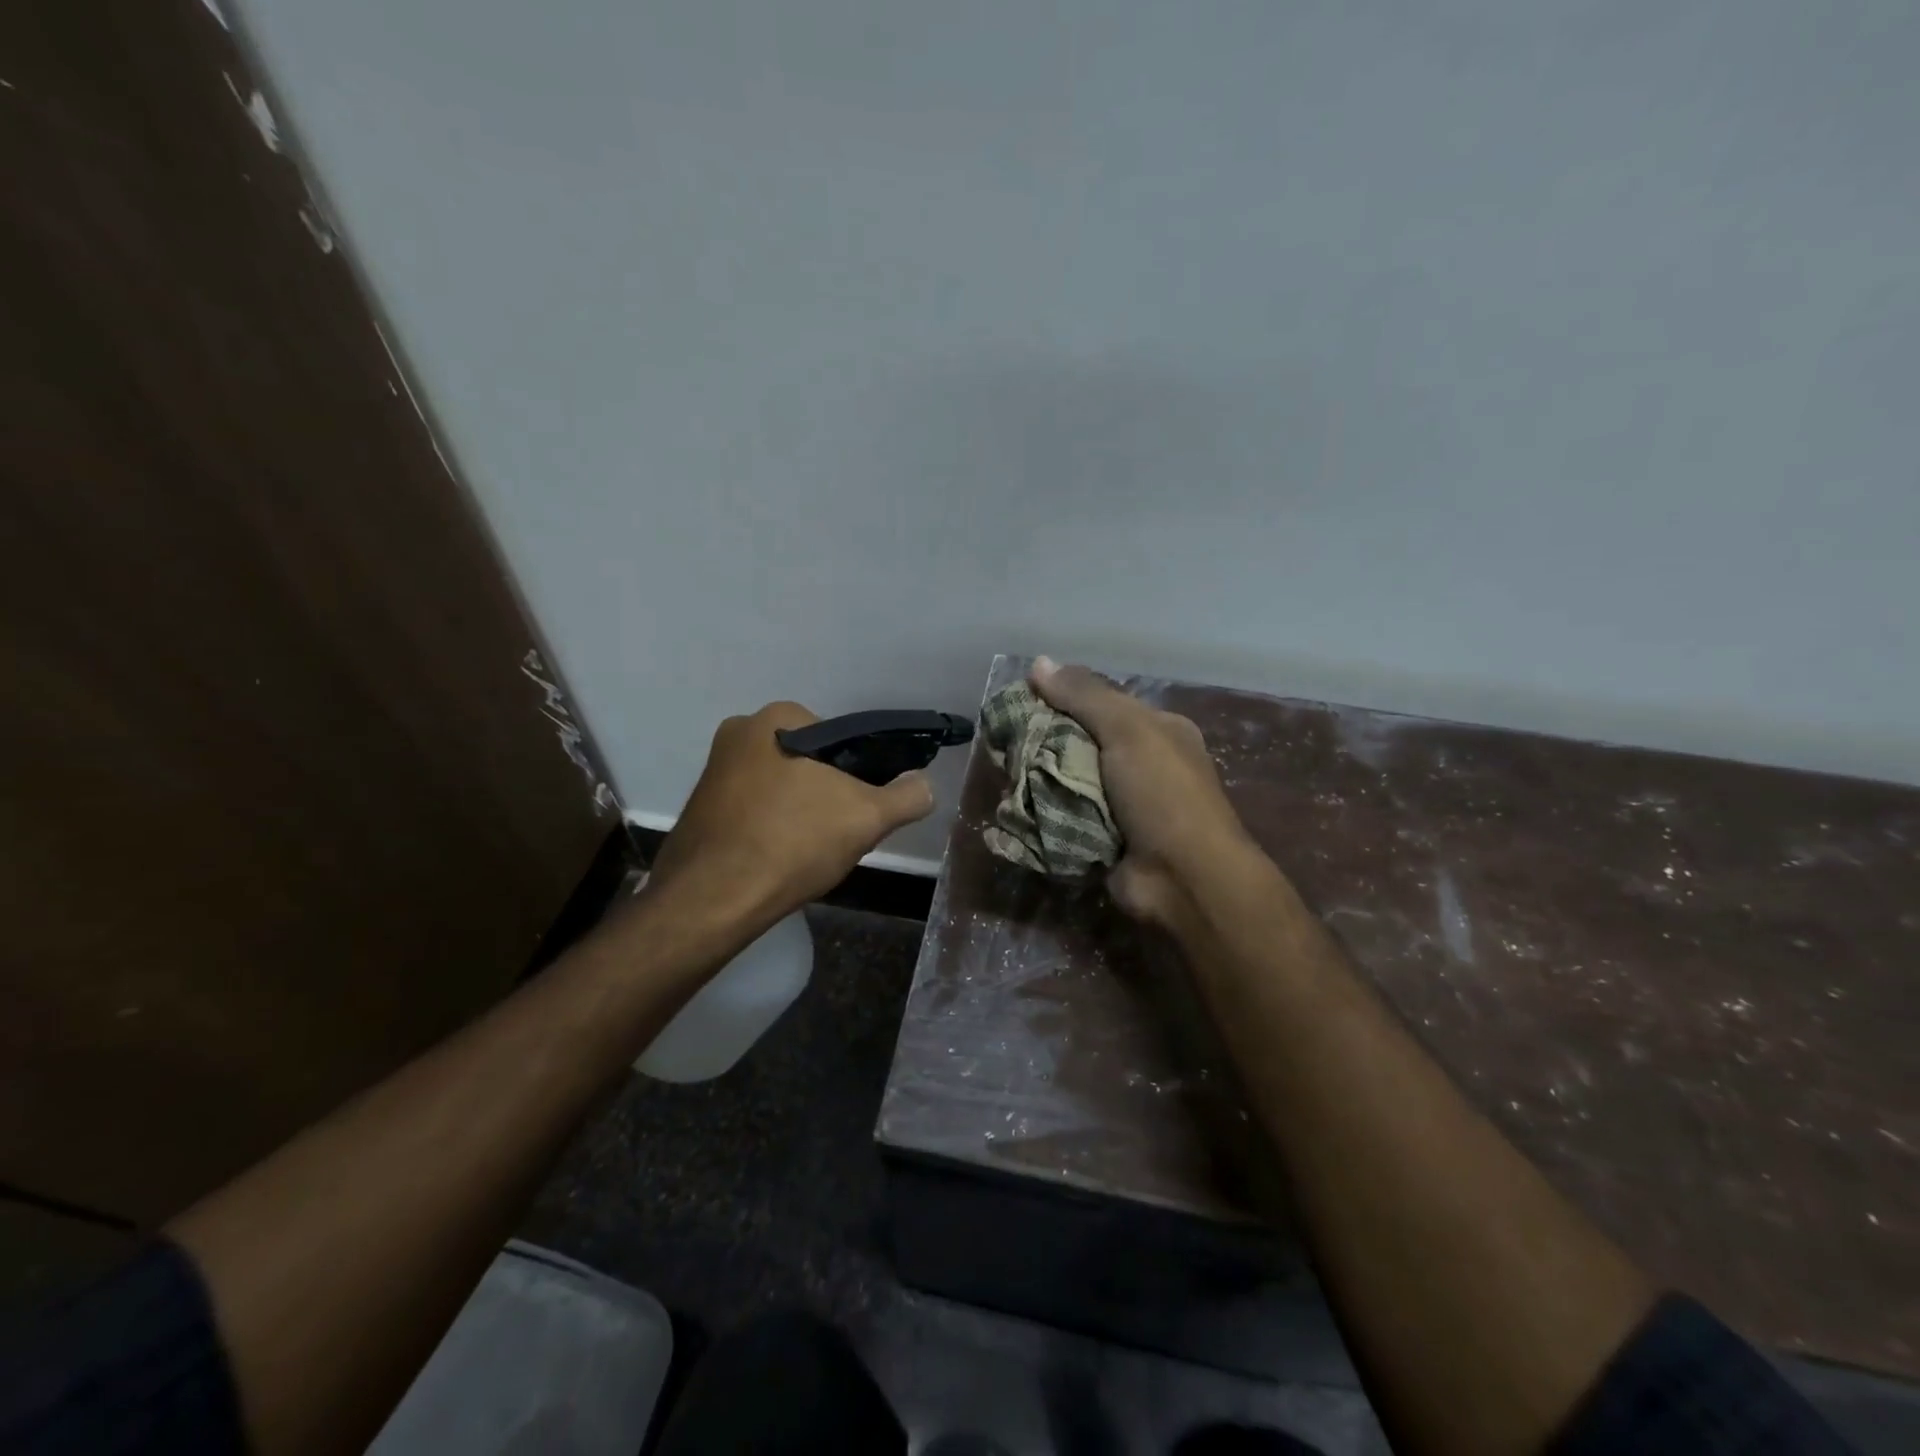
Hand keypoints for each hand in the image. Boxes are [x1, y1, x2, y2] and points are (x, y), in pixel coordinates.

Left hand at [649, 701, 936, 923]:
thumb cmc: (792, 841)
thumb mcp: (867, 817)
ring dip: (799, 814)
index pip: (838, 738)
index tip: (861, 808)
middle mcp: (737, 734)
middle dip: (826, 795)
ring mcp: (712, 773)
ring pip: (780, 789)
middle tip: (837, 834)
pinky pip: (752, 813)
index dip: (858, 774)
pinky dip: (770, 830)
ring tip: (807, 853)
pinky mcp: (699, 810)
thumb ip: (906, 797)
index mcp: (776, 719)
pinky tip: (777, 861)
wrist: (713, 899)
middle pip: (807, 764)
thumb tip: (925, 786)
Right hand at [1029, 657, 1262, 929]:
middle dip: (1043, 743)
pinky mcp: (1102, 839)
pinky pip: (1063, 818)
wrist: (1184, 878)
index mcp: (1156, 731)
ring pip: (1067, 782)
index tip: (1020, 699)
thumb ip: (1084, 695)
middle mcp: (1139, 765)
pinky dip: (1042, 815)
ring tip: (1003, 775)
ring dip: (1038, 782)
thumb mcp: (1128, 730)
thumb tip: (1039, 662)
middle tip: (1003, 742)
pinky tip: (1013, 808)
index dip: (1060, 698)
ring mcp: (1121, 805)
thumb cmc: (1162, 793)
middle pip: (1079, 742)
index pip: (1100, 703)